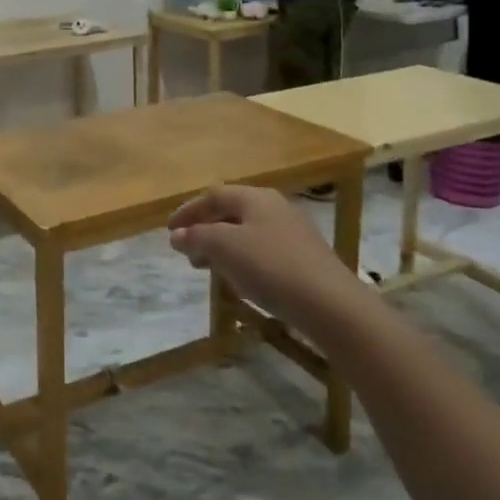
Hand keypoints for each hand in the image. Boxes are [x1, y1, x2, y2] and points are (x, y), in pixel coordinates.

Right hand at [168, 185, 355, 320]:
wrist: (330, 304)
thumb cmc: (271, 267)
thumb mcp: (225, 248)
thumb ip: (197, 237)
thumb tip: (178, 235)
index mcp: (255, 197)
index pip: (213, 195)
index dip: (188, 211)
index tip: (169, 232)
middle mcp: (275, 207)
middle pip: (231, 212)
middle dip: (204, 230)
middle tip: (187, 252)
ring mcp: (293, 232)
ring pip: (247, 233)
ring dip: (222, 247)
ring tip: (208, 268)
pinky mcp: (304, 258)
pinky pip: (263, 250)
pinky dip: (242, 259)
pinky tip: (239, 280)